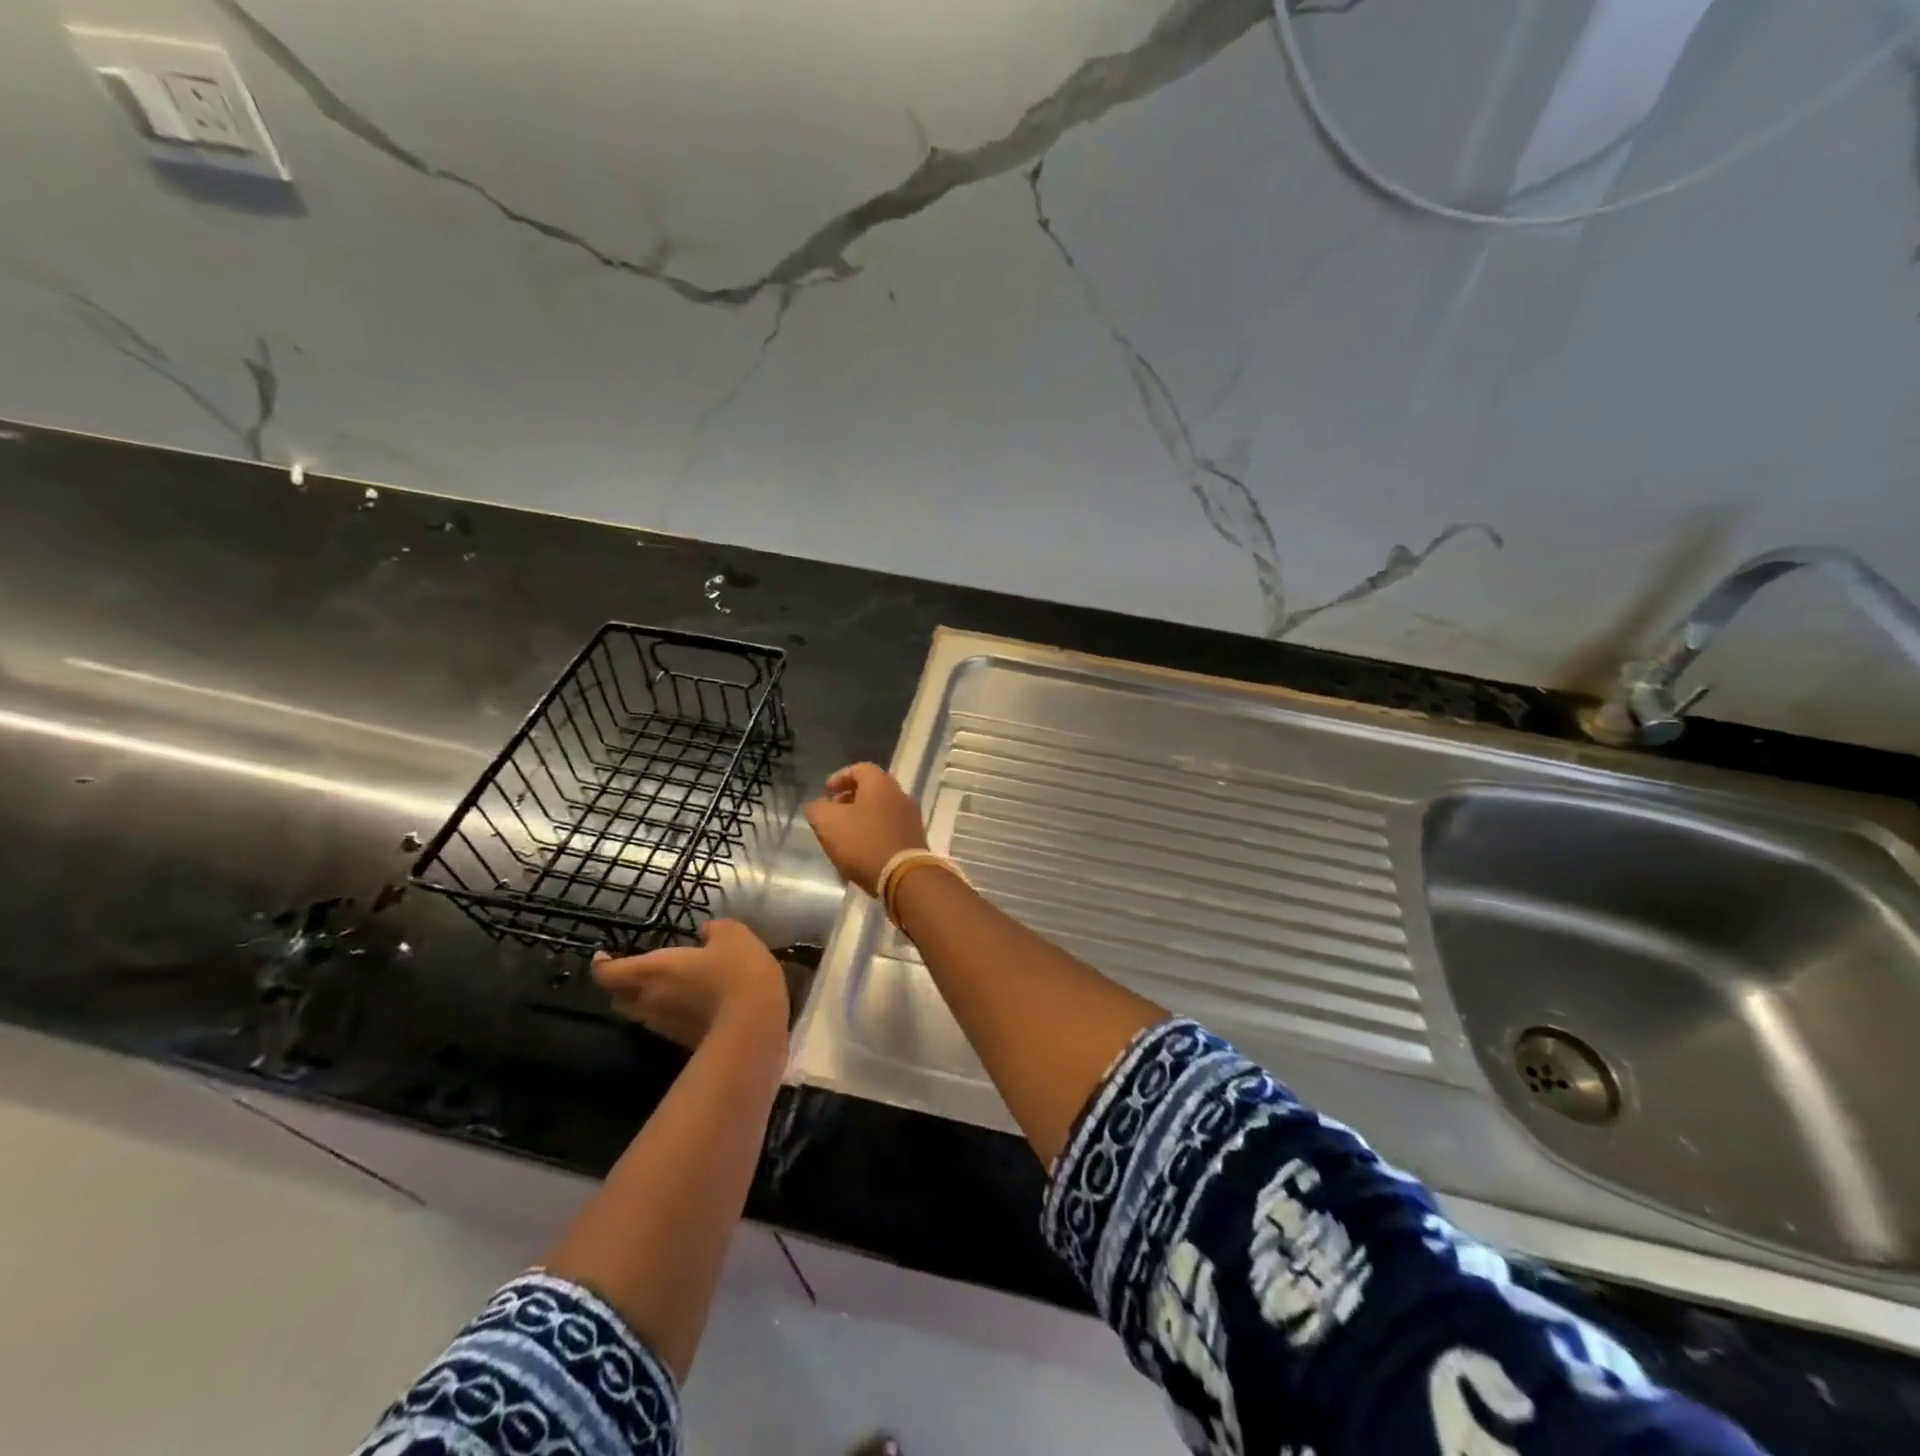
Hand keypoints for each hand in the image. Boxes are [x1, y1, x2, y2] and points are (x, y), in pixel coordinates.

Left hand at [592, 920, 787, 1049]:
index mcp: (654, 971)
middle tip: (635, 972)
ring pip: (642, 1015)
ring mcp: (667, 1027)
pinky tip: (694, 1003)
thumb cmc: (737, 972)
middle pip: (619, 998)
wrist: (755, 1025)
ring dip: (646, 1001)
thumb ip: (716, 930)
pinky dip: (672, 1013)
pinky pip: (667, 1025)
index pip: (610, 973)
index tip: (603, 956)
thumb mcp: (733, 936)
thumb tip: (706, 931)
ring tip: (666, 986)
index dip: (602, 965)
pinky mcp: (685, 1043)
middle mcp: (651, 1001)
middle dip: (622, 986)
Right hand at [804, 762, 929, 896]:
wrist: (904, 877)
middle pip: (871, 790)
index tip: (825, 793)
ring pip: (880, 811)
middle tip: (832, 814)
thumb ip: (817, 809)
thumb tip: (817, 806)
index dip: (839, 778)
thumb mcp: (828, 823)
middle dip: (849, 800)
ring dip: (861, 819)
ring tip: (843, 836)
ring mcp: (911, 818)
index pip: (859, 768)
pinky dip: (873, 834)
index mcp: (881, 784)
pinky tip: (861, 852)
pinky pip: (889, 830)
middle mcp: (900, 795)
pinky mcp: (915, 840)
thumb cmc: (864, 843)